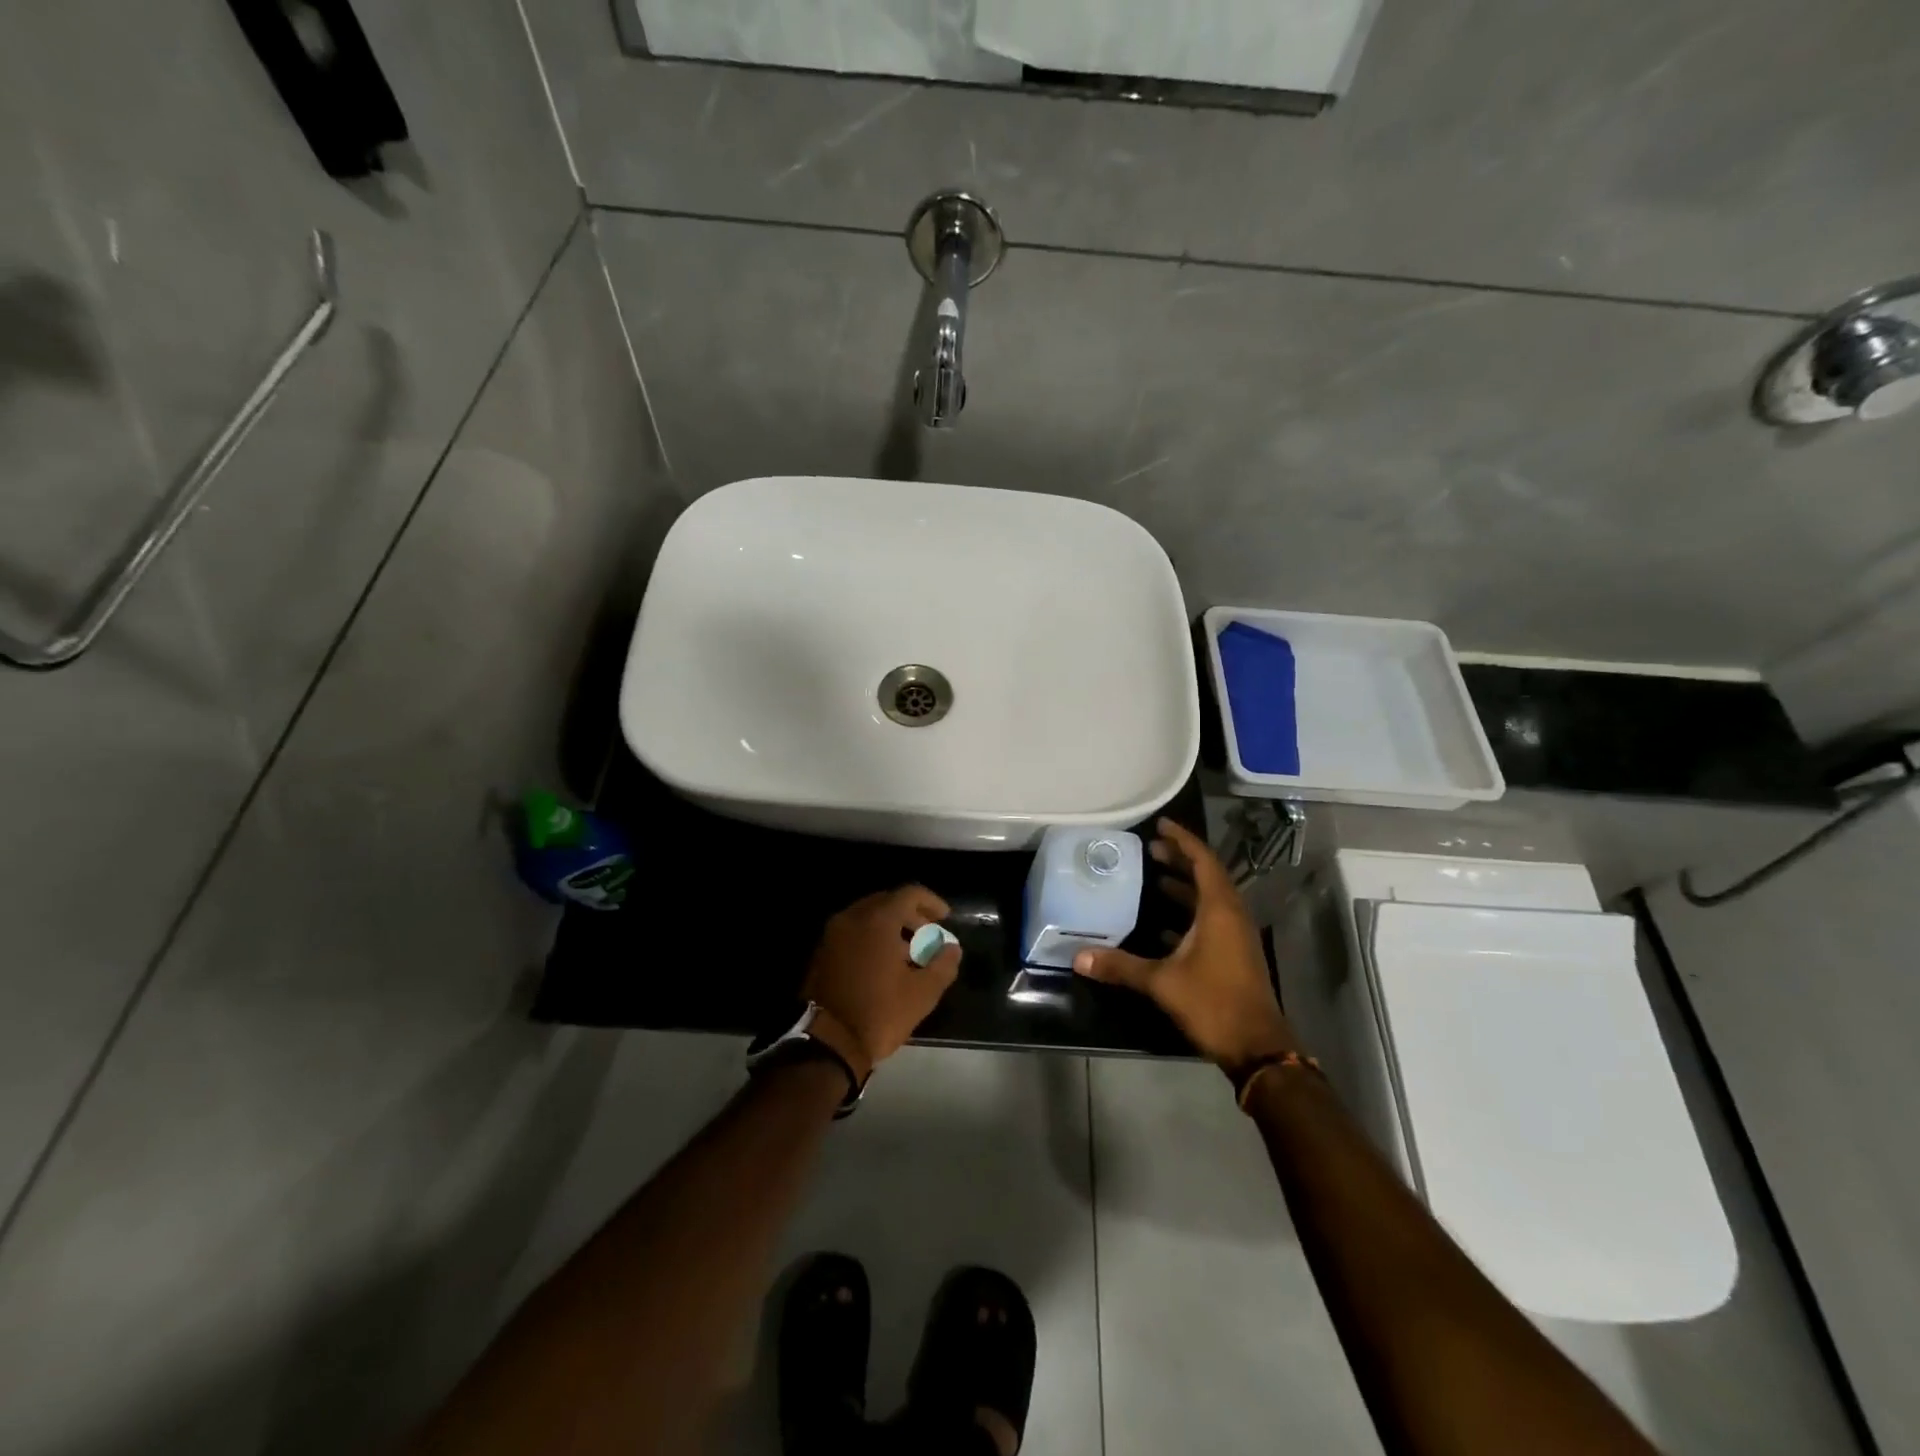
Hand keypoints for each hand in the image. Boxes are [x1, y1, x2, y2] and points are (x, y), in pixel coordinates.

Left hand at [802, 886, 960, 1078]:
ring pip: (868, 917)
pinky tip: (884, 963)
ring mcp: (833, 934)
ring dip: (891, 927)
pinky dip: (871, 937)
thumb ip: (943, 965)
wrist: (827, 1043)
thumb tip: (952, 948)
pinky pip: (853, 932)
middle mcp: (852, 918)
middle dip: (911, 914)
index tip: (945, 918)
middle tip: (928, 934)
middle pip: (887, 901)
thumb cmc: (879, 1013)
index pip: (909, 894)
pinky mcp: (822, 952)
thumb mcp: (922, 993)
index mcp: (877, 920)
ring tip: (908, 952)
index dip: (932, 902)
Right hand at [1072, 818, 1297, 1074]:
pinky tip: (1163, 926)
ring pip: (1210, 900)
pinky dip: (1189, 914)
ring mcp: (1236, 937)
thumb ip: (1121, 966)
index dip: (1182, 840)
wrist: (1258, 1048)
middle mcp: (1232, 916)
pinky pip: (1212, 921)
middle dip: (1181, 860)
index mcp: (1219, 910)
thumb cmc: (1213, 1003)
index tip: (1160, 825)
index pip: (1202, 861)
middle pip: (1207, 876)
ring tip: (1154, 877)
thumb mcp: (1162, 982)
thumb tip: (1078, 957)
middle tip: (1151, 849)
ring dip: (1185, 886)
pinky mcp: (1235, 955)